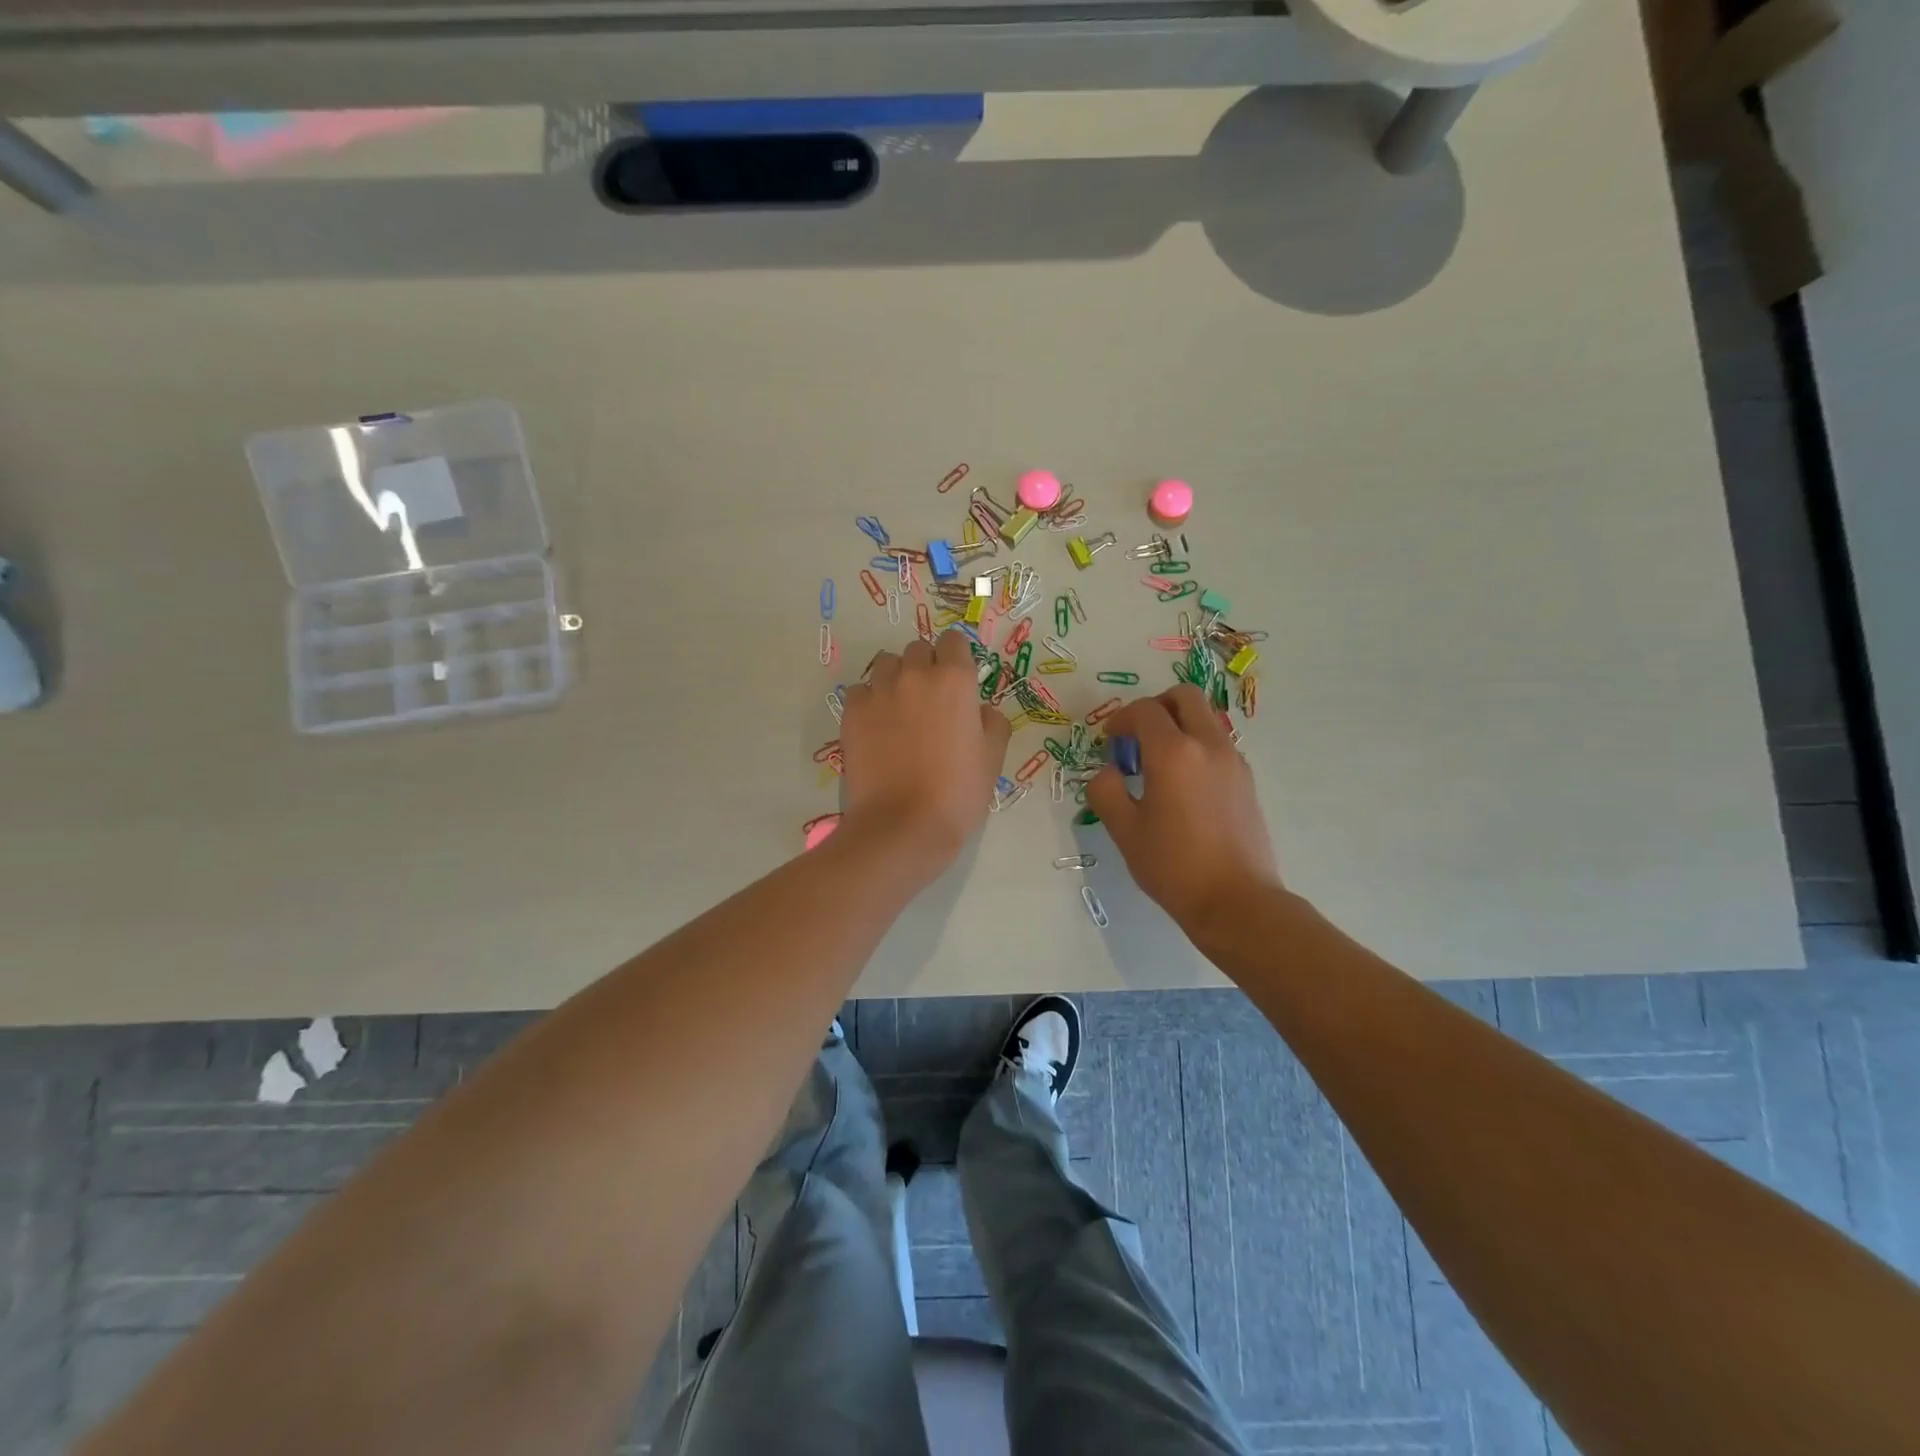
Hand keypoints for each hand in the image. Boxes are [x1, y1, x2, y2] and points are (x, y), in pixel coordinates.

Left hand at [840, 631, 1011, 871]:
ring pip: (886, 664)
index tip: (958, 681)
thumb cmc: (957, 794)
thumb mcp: (992, 759)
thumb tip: (981, 711)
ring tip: (899, 709)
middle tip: (930, 700)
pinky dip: (869, 700)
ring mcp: (879, 692)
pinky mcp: (852, 712)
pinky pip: (860, 690)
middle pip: (919, 650)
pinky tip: (876, 727)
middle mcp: (916, 675)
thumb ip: (993, 724)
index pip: (955, 642)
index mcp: (955, 681)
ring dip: (896, 677)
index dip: (957, 658)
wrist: (903, 825)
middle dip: (926, 667)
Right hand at [1085, 685, 1281, 931]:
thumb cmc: (1173, 866)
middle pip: (1185, 697)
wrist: (1237, 900)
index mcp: (1173, 753)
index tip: (1109, 740)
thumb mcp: (1125, 831)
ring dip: (1179, 725)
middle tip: (1137, 735)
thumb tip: (1108, 772)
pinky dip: (1197, 746)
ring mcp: (1233, 761)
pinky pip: (1218, 744)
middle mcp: (1208, 745)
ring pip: (1205, 718)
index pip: (1144, 711)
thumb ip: (1106, 791)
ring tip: (1159, 764)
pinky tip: (1183, 785)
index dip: (1121, 719)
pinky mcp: (1246, 780)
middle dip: (1156, 706)